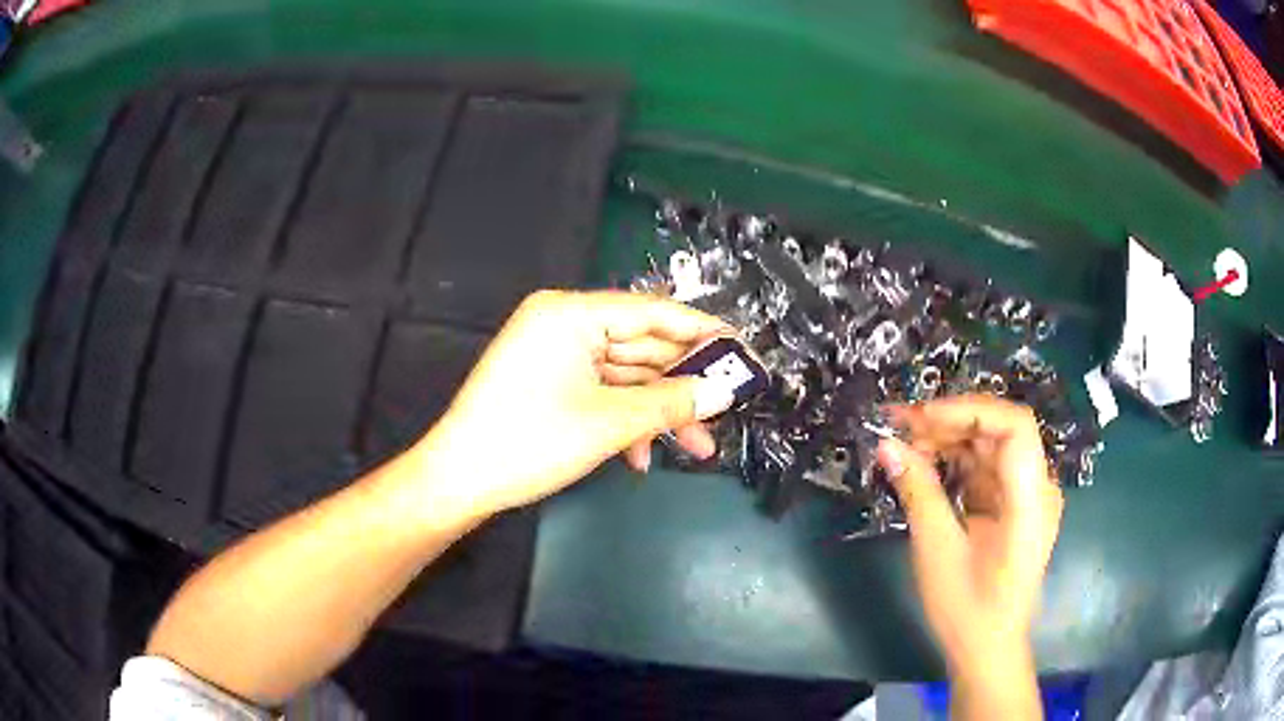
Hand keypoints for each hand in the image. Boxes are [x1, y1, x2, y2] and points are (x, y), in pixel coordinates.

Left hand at [413, 290, 735, 518]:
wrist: (459, 481)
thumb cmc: (530, 442)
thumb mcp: (609, 422)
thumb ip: (672, 402)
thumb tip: (724, 391)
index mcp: (571, 313)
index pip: (653, 312)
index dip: (703, 332)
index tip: (742, 350)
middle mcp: (563, 324)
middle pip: (641, 346)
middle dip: (683, 384)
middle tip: (726, 407)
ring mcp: (555, 355)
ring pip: (625, 376)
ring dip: (658, 411)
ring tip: (699, 446)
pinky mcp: (550, 383)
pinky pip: (601, 392)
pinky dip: (625, 420)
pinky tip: (642, 457)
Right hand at [878, 396, 1061, 715]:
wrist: (987, 649)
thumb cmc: (967, 608)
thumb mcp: (938, 550)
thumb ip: (918, 491)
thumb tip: (886, 445)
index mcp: (1032, 498)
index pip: (1014, 426)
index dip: (968, 410)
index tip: (920, 418)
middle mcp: (1038, 487)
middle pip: (999, 432)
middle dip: (949, 423)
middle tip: (899, 426)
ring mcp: (1027, 496)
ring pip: (990, 447)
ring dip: (949, 441)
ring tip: (904, 445)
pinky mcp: (1013, 507)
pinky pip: (986, 470)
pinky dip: (955, 464)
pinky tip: (925, 467)